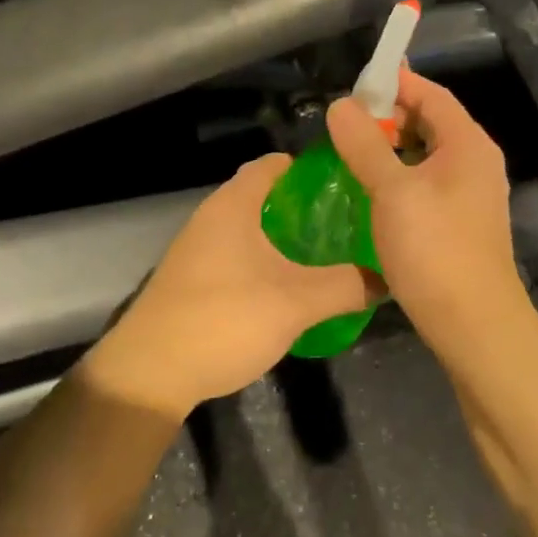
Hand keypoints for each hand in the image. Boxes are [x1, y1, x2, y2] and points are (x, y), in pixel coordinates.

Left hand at [82, 154, 381, 417]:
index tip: (347, 184)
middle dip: (303, 206)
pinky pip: (236, 254)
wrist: (151, 372)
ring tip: (326, 254)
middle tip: (346, 223)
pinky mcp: (191, 278)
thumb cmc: (224, 319)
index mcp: (233, 205)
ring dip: (283, 237)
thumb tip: (386, 278)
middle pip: (262, 195)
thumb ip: (345, 287)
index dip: (309, 169)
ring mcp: (197, 248)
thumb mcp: (296, 303)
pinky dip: (263, 259)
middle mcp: (211, 216)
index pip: (273, 164)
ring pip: (249, 228)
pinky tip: (288, 286)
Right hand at [326, 68, 525, 336]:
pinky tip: (371, 191)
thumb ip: (365, 144)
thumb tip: (340, 106)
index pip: (431, 93)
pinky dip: (399, 175)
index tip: (354, 85)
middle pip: (430, 121)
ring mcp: (471, 193)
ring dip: (390, 148)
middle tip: (345, 125)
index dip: (394, 82)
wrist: (473, 324)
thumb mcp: (391, 191)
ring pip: (426, 154)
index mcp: (467, 144)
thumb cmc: (434, 249)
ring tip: (351, 154)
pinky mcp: (460, 221)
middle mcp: (475, 162)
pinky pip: (426, 182)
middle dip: (388, 116)